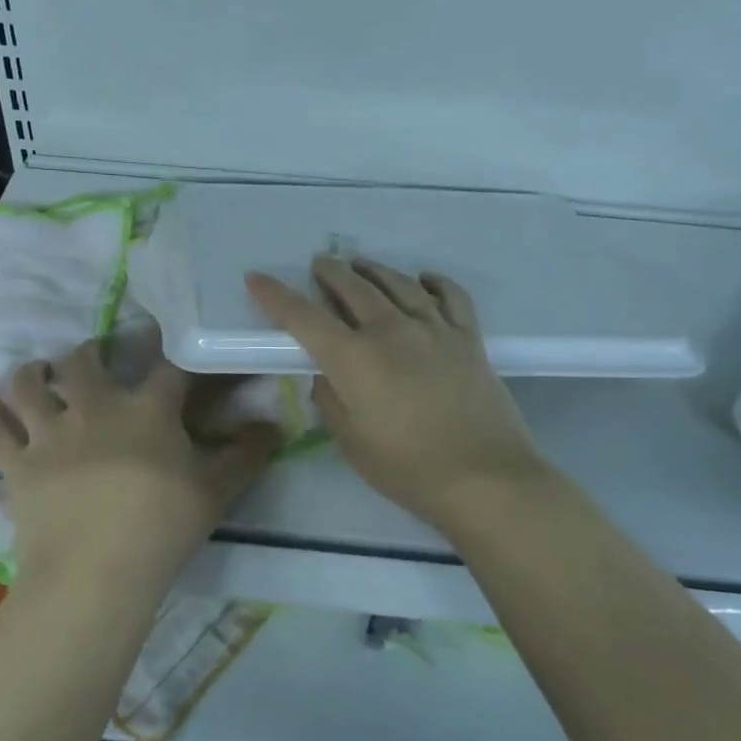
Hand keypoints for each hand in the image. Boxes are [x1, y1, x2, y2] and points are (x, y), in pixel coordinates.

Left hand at [0, 331, 280, 595]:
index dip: (174, 351)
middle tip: (90, 361)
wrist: (97, 572)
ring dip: (31, 374)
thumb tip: (276, 426)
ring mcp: (49, 433)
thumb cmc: (162, 527)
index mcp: (146, 409)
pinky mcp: (17, 464)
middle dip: (87, 354)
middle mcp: (94, 407)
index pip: (167, 366)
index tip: (175, 344)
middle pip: (82, 360)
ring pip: (27, 384)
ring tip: (36, 376)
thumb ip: (246, 455)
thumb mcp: (216, 491)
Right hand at [247, 258, 550, 535]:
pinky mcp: (468, 338)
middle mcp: (391, 331)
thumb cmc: (407, 468)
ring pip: (399, 283)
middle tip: (320, 263)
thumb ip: (330, 399)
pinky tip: (424, 279)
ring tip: (361, 264)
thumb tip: (327, 372)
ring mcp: (434, 329)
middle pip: (354, 288)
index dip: (276, 296)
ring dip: (374, 270)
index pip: (304, 317)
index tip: (256, 278)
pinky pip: (451, 295)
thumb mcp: (350, 441)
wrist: (483, 477)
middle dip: (330, 272)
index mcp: (354, 358)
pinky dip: (434, 282)